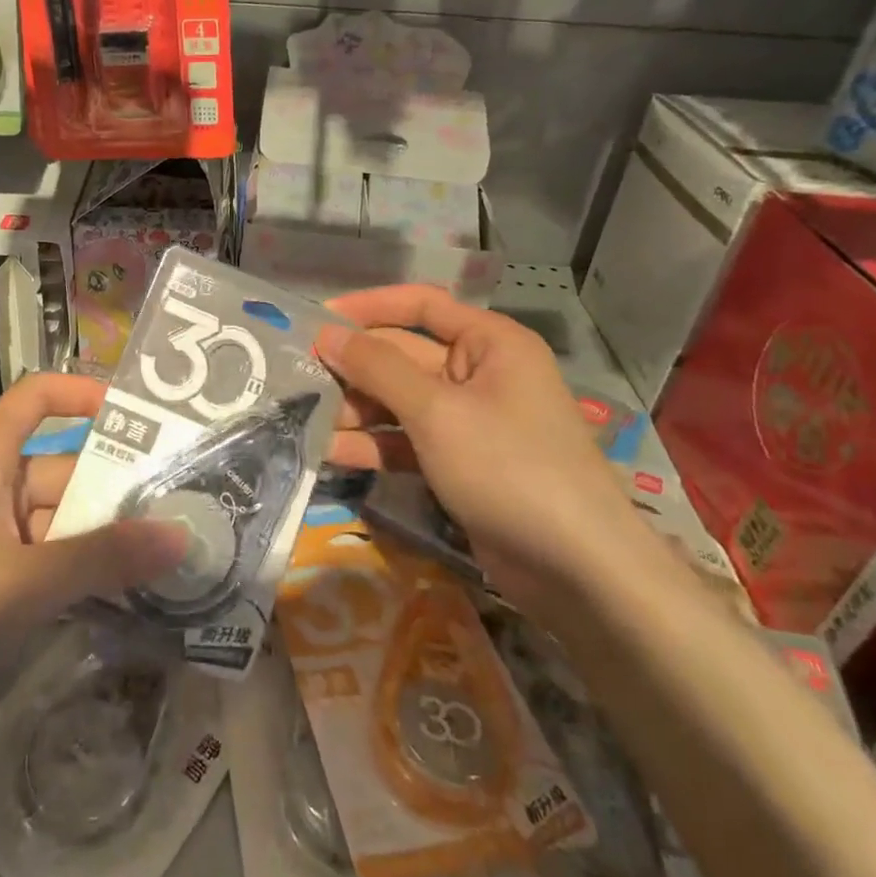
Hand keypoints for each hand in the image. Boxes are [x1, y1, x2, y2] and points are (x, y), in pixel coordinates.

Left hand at [0, 373, 189, 749]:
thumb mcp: (24, 582)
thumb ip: (103, 558)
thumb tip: (183, 533)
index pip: (40, 396)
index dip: (85, 393)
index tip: (141, 418)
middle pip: (58, 469)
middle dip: (112, 494)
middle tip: (183, 520)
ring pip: (48, 523)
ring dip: (94, 543)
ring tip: (160, 568)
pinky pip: (29, 561)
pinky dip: (64, 575)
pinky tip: (105, 605)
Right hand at [319, 285, 642, 608]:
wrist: (578, 570)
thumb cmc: (510, 466)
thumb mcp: (437, 411)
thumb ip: (378, 369)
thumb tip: (327, 334)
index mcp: (489, 343)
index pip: (420, 306)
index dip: (368, 307)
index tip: (317, 320)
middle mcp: (480, 374)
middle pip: (403, 357)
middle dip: (354, 368)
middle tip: (297, 375)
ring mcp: (469, 422)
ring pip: (400, 403)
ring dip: (356, 410)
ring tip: (304, 417)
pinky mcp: (459, 464)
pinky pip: (407, 442)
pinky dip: (373, 446)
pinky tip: (329, 453)